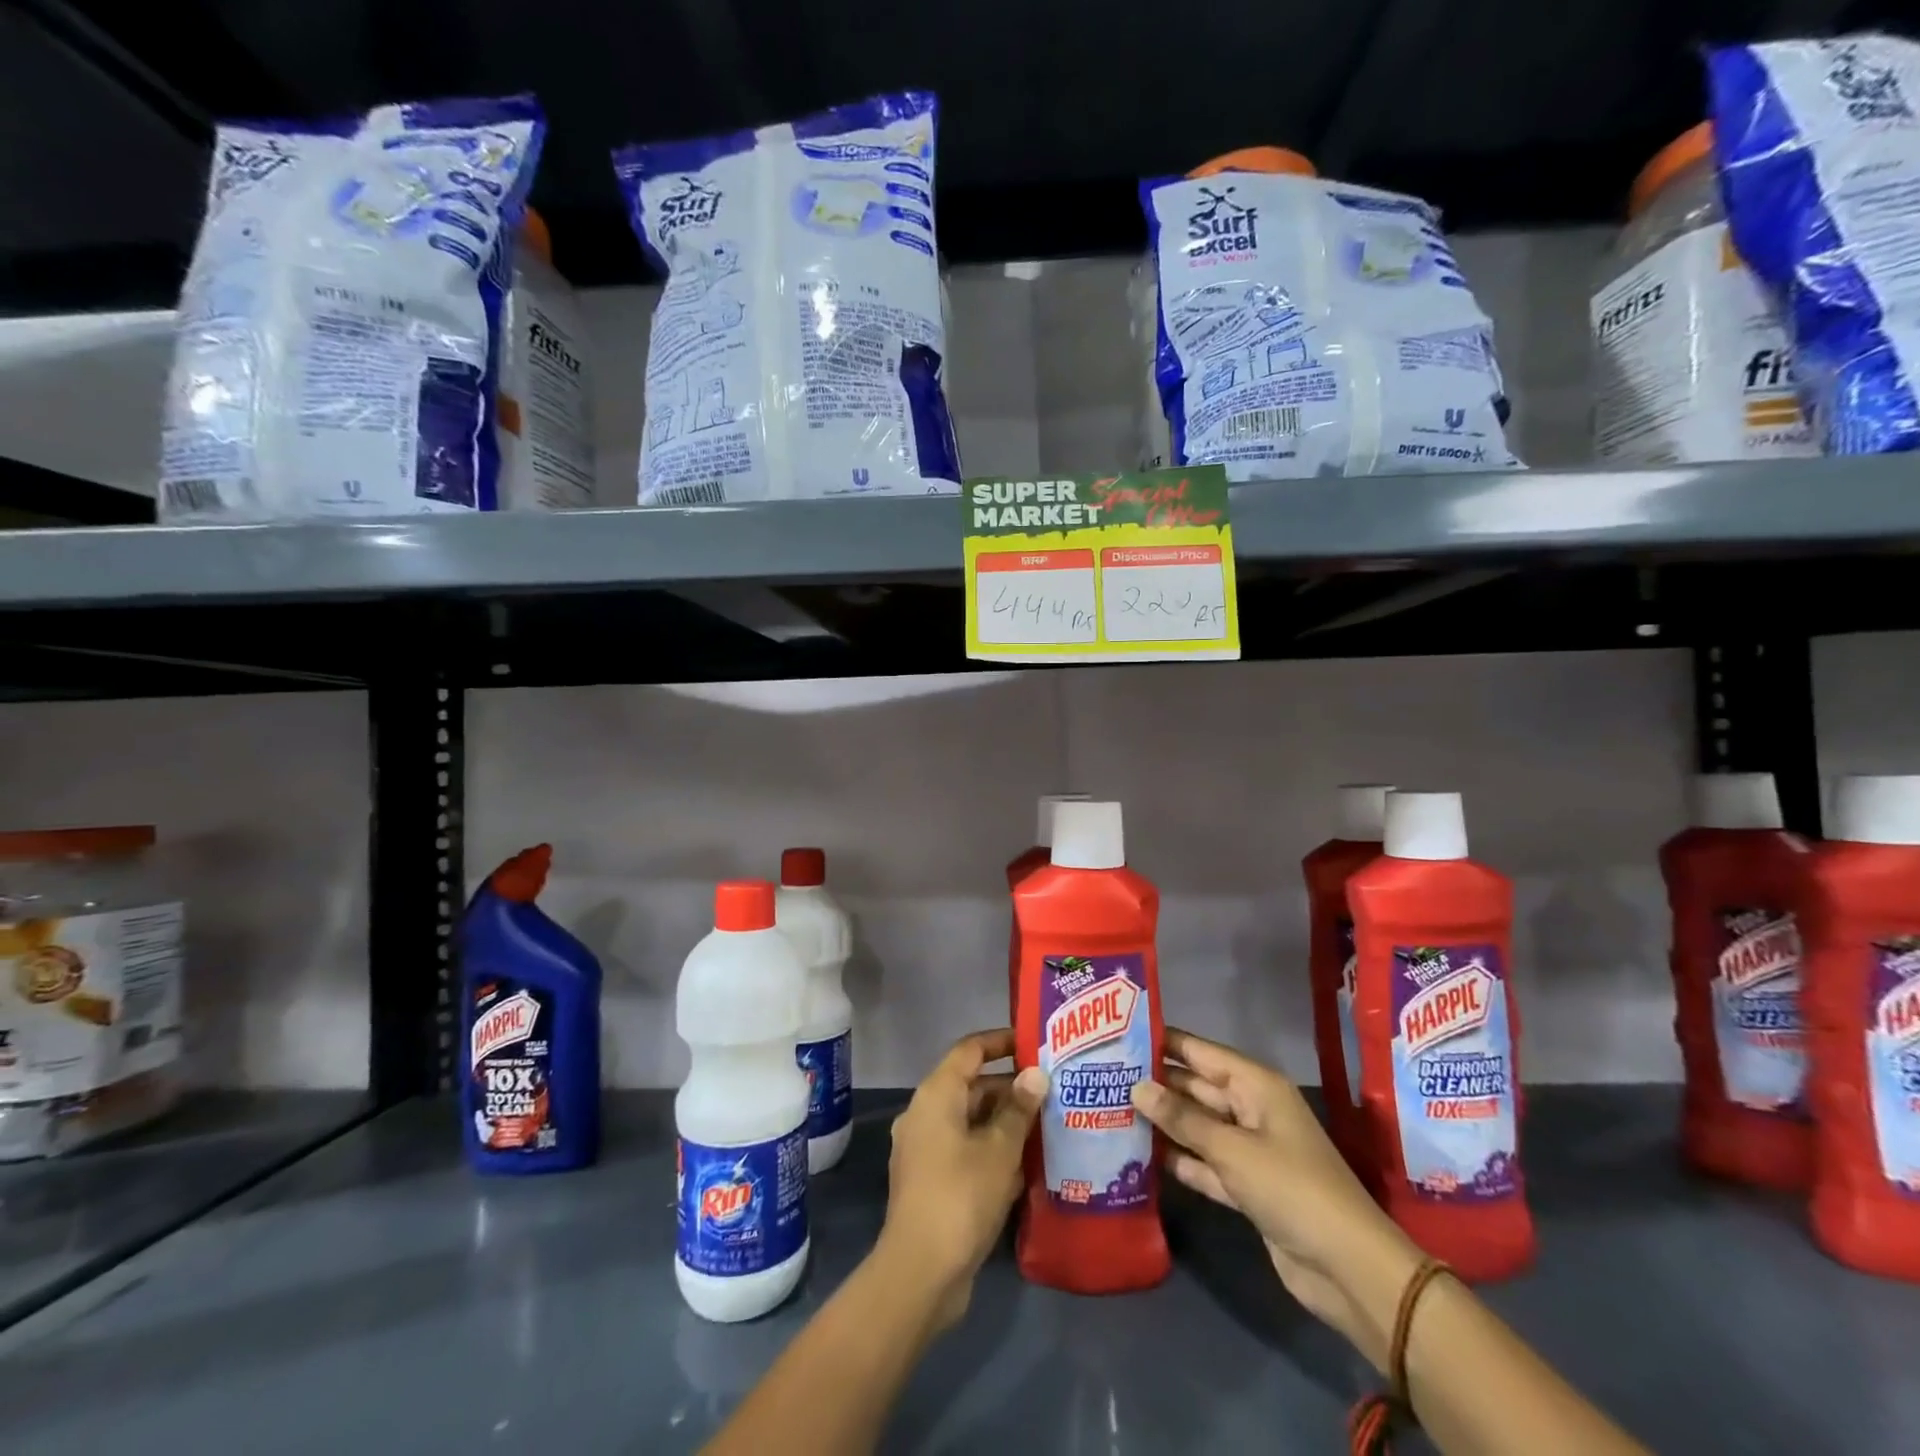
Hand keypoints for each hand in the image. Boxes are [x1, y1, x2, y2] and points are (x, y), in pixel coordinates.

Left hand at [879, 1028, 1046, 1330]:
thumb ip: (1019, 1109)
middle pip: (971, 1086)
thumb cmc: (962, 1196)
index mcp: (936, 1095)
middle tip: (1051, 1091)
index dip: (1000, 1041)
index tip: (1032, 1043)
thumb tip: (1035, 1074)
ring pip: (969, 1121)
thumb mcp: (1000, 1149)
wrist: (920, 1272)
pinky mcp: (930, 1181)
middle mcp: (924, 1113)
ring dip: (1004, 1122)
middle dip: (1010, 1088)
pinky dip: (991, 1150)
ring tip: (1046, 1126)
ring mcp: (924, 1149)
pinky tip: (1024, 1167)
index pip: (969, 1050)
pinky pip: (964, 1150)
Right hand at [1129, 1027, 1422, 1371]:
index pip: (1200, 1051)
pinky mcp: (1246, 1186)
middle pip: (1195, 1088)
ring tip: (1111, 1109)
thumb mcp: (1232, 1149)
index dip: (1163, 1041)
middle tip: (1103, 1075)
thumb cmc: (1291, 1188)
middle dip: (1155, 1083)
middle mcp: (1251, 1109)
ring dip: (1162, 1122)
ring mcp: (1248, 1149)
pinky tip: (1139, 1155)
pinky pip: (1204, 1162)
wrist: (1347, 1268)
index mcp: (1255, 1086)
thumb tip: (1137, 1087)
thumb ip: (1182, 1119)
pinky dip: (1179, 1159)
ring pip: (1197, 1126)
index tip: (1119, 1033)